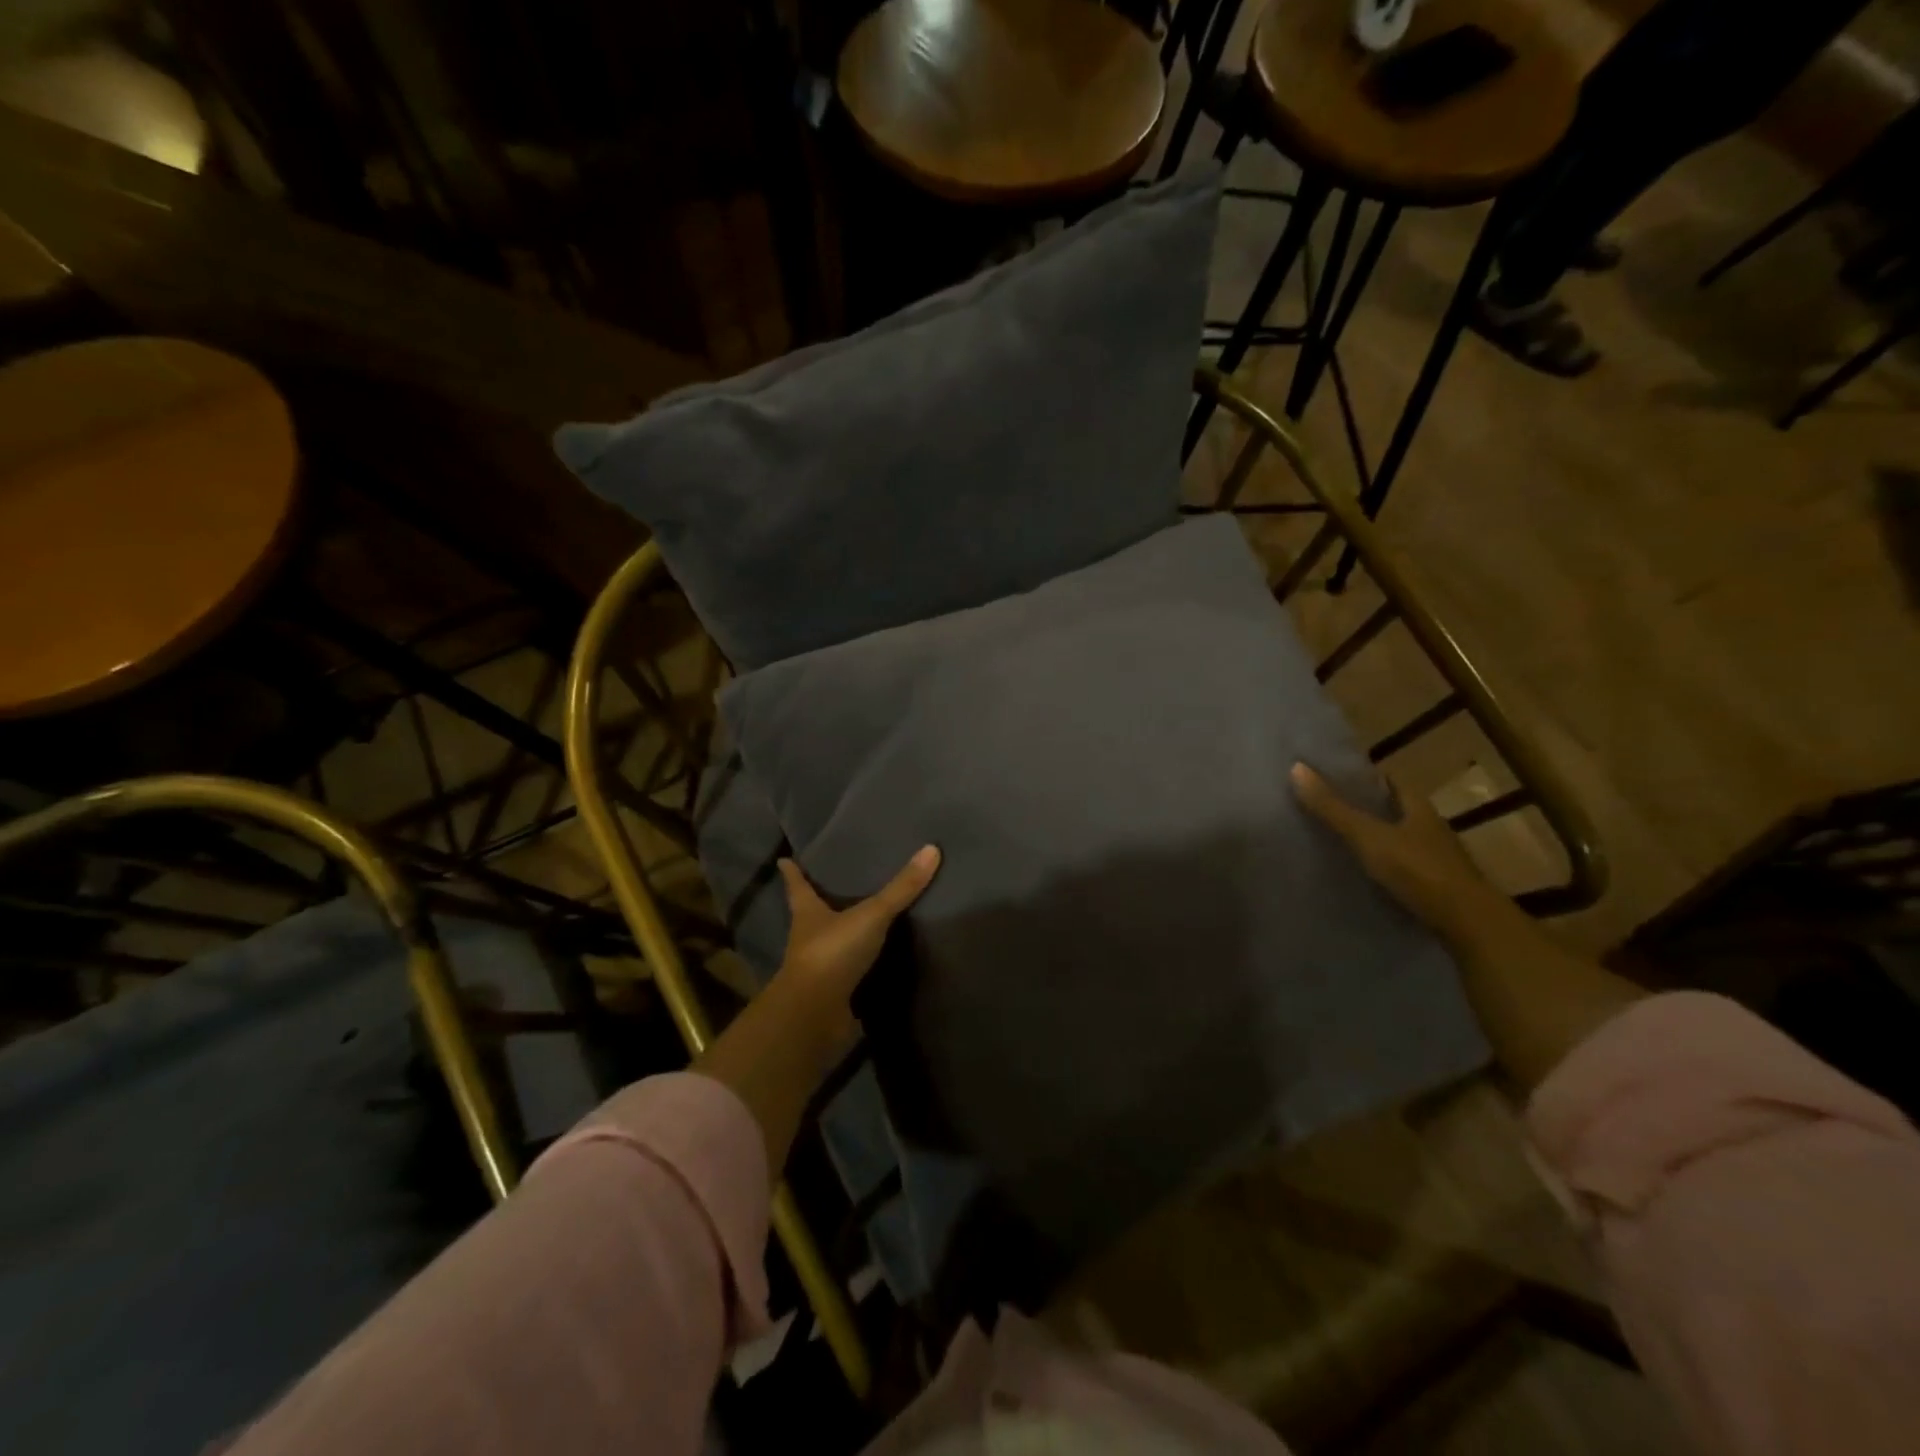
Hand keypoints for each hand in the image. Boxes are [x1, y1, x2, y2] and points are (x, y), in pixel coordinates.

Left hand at [775, 846, 941, 1006]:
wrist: (816, 1016)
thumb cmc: (833, 953)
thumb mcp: (871, 915)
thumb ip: (901, 888)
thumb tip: (932, 848)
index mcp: (808, 914)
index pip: (797, 887)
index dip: (792, 873)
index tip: (784, 860)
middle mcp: (809, 939)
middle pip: (813, 915)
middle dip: (821, 902)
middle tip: (835, 883)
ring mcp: (820, 970)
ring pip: (832, 945)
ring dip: (845, 936)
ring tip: (864, 920)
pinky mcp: (835, 995)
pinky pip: (851, 975)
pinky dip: (863, 969)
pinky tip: (880, 963)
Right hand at [1290, 762, 1510, 944]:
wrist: (1468, 925)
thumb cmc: (1419, 870)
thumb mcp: (1368, 836)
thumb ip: (1332, 808)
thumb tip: (1296, 768)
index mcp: (1418, 808)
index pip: (1388, 781)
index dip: (1362, 777)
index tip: (1329, 777)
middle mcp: (1429, 828)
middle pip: (1391, 811)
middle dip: (1362, 809)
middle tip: (1323, 809)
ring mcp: (1434, 860)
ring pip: (1396, 840)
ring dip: (1371, 839)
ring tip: (1332, 841)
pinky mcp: (1433, 888)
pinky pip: (1399, 868)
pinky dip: (1379, 867)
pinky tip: (1356, 874)